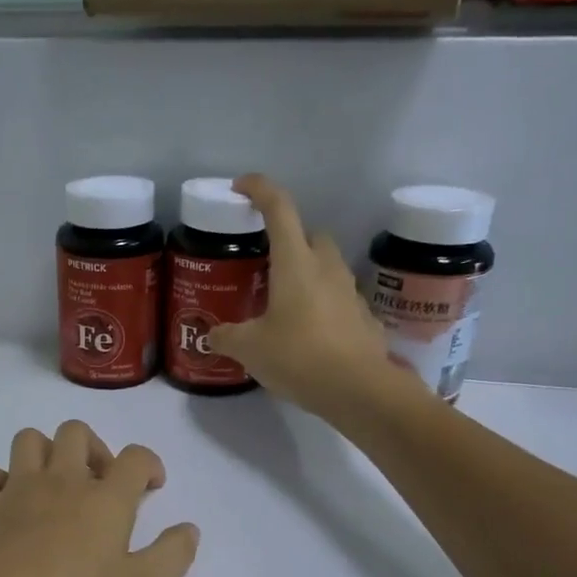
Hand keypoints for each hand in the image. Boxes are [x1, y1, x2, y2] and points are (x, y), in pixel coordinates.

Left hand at [0, 422, 198, 576]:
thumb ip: (171, 556)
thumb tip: (190, 529)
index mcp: (105, 499)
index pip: (136, 457)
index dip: (149, 464)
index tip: (152, 486)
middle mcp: (61, 481)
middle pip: (76, 432)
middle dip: (93, 447)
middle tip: (99, 483)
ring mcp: (16, 490)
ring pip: (28, 440)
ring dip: (44, 452)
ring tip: (52, 484)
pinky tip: (2, 501)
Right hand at [208, 175, 404, 419]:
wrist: (358, 390)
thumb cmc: (298, 356)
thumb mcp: (249, 348)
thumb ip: (227, 337)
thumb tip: (212, 336)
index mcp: (295, 263)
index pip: (279, 208)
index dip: (259, 190)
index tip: (241, 187)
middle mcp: (326, 268)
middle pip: (310, 235)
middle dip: (290, 240)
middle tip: (266, 264)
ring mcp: (350, 292)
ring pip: (328, 267)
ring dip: (308, 274)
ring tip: (284, 303)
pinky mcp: (364, 319)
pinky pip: (339, 300)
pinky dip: (323, 306)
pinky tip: (309, 334)